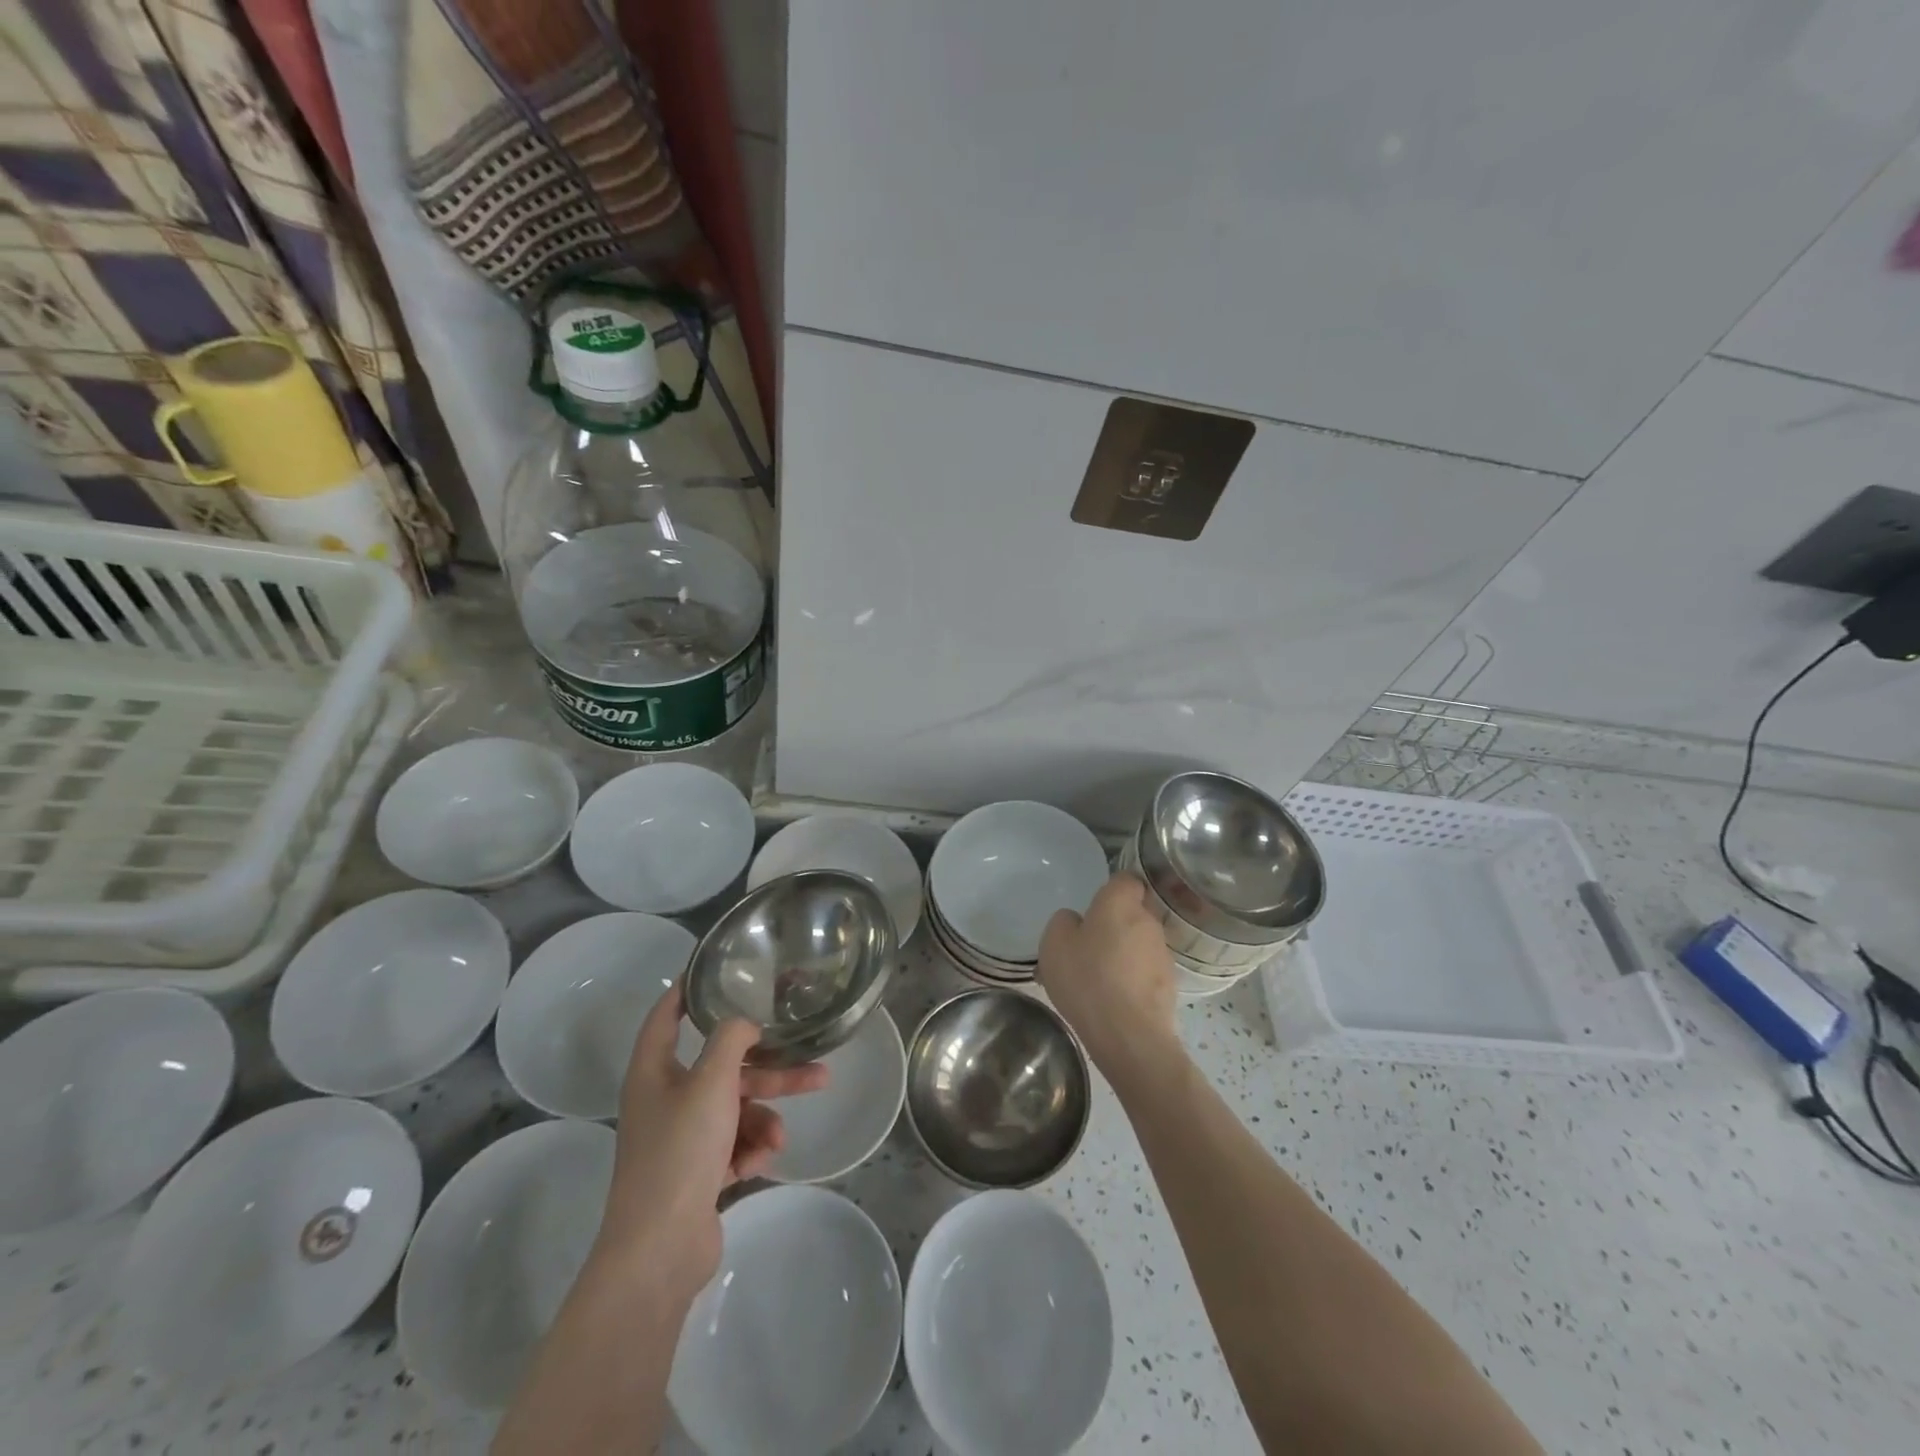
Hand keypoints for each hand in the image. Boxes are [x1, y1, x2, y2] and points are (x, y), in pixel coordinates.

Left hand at [596, 985, 827, 1294]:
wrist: (659, 1250)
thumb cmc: (680, 1150)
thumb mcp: (711, 1082)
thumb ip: (732, 1039)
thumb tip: (745, 1024)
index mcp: (654, 1072)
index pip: (665, 1016)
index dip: (686, 991)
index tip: (714, 971)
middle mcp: (664, 1100)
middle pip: (722, 1069)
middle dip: (769, 1070)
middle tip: (815, 1066)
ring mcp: (680, 1139)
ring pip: (735, 1109)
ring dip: (764, 1118)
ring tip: (781, 1137)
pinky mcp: (696, 1173)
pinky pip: (732, 1144)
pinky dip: (749, 1149)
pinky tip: (760, 1162)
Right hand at [1038, 871, 1179, 1077]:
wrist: (1129, 1034)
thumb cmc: (1087, 979)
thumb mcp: (1054, 944)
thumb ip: (1064, 922)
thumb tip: (1077, 921)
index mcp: (1120, 903)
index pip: (1125, 879)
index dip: (1111, 889)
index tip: (1094, 907)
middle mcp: (1148, 921)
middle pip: (1133, 912)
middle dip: (1115, 924)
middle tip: (1089, 946)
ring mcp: (1162, 953)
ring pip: (1139, 943)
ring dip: (1124, 953)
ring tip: (1098, 979)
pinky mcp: (1170, 983)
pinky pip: (1145, 971)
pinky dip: (1132, 979)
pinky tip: (1112, 1000)